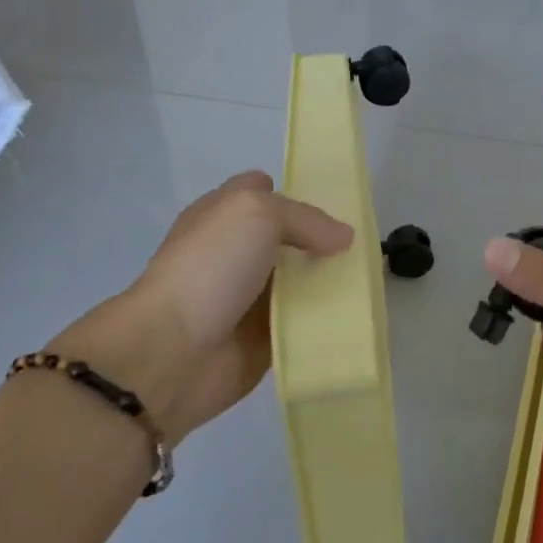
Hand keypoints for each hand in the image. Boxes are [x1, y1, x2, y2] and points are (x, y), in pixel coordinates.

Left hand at [51, 172, 351, 443]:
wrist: (171, 352)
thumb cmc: (209, 267)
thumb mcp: (256, 213)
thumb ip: (304, 218)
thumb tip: (343, 237)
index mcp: (222, 215)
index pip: (261, 190)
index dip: (294, 192)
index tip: (336, 202)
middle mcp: (235, 252)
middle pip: (288, 238)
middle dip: (322, 239)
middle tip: (364, 243)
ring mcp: (248, 297)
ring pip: (299, 281)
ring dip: (329, 281)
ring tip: (371, 279)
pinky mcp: (262, 338)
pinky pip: (303, 323)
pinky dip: (326, 321)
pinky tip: (358, 316)